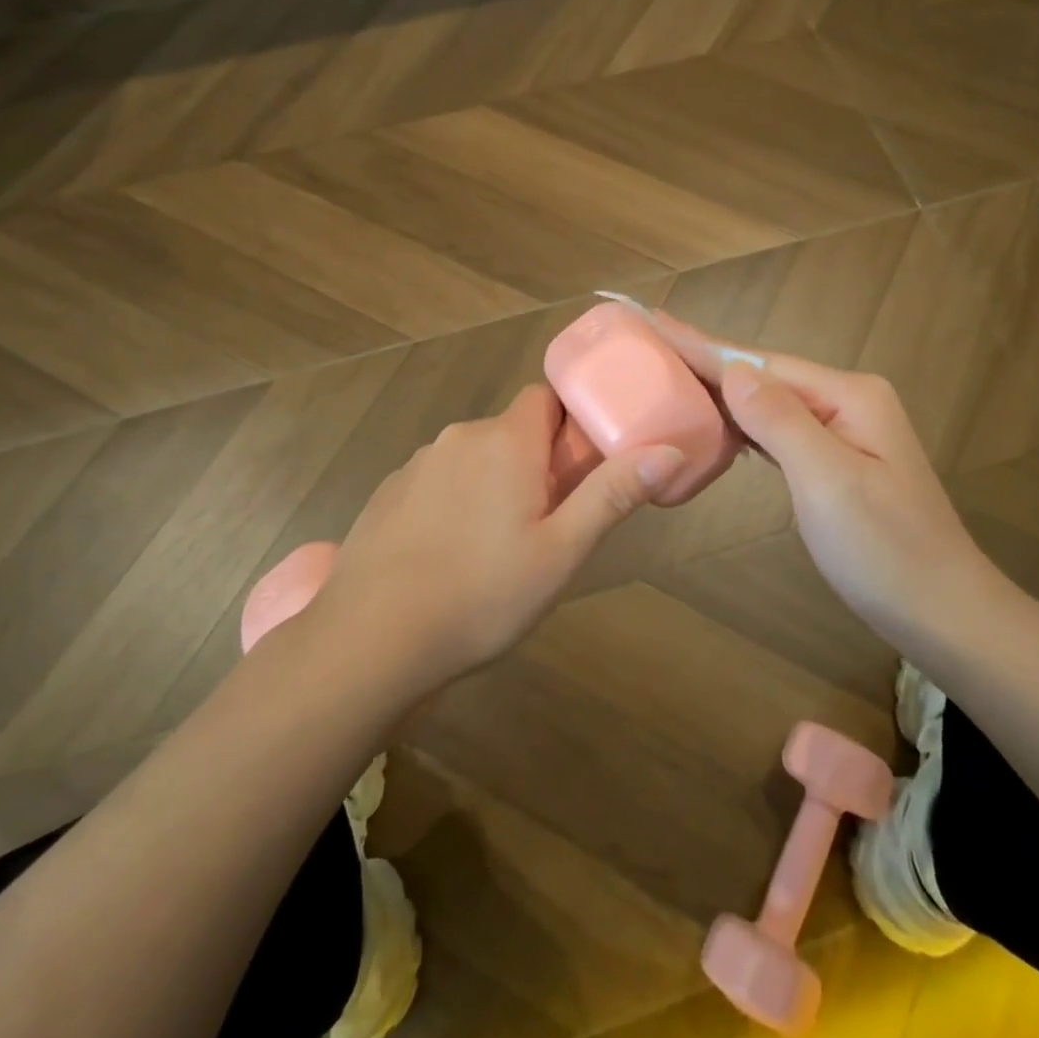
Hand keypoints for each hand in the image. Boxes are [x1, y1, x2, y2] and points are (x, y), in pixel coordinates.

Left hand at [315, 384, 683, 687]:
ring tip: (496, 549)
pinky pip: (437, 481)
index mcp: (506, 441)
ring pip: (473, 458)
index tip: (579, 470)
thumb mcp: (562, 552)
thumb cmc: (481, 594)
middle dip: (534, 462)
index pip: (545, 399)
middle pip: (511, 431)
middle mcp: (459, 437)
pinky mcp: (388, 493)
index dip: (568, 426)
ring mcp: (417, 464)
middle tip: (546, 523)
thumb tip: (667, 450)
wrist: (371, 638)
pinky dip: (453, 502)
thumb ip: (613, 495)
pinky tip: (448, 556)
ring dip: (492, 483)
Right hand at [652, 313, 1001, 643]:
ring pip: (767, 401)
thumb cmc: (884, 550)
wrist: (943, 612)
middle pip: (763, 375)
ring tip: (669, 373)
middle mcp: (845, 401)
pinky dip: (740, 423)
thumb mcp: (828, 481)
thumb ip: (779, 421)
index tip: (652, 321)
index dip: (702, 345)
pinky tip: (715, 420)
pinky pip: (776, 429)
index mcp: (847, 395)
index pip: (760, 364)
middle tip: (648, 344)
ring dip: (718, 389)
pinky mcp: (835, 460)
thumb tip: (732, 371)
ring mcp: (842, 431)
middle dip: (705, 360)